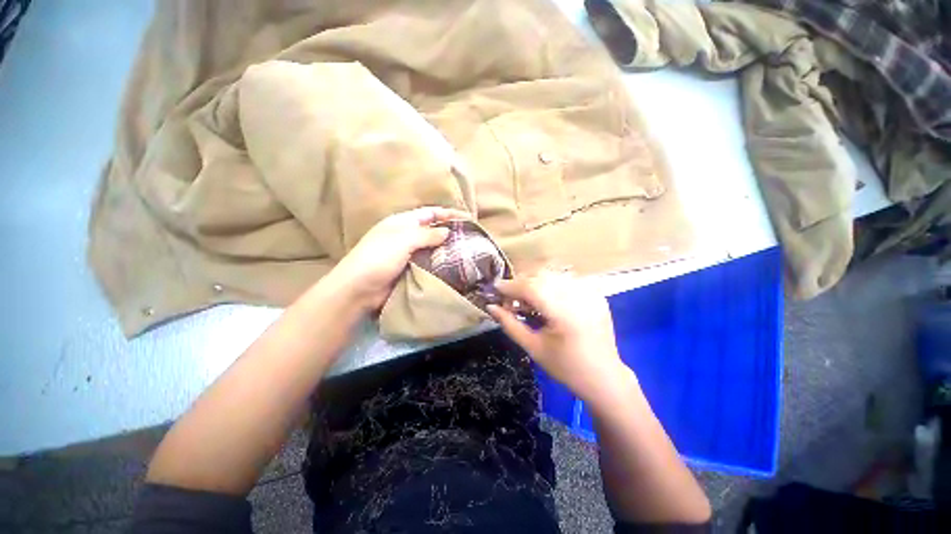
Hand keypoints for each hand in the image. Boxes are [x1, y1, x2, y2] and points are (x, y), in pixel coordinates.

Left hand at [329, 206, 469, 311]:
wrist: (358, 290)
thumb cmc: (378, 258)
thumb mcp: (403, 240)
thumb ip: (427, 234)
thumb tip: (447, 232)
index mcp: (402, 223)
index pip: (429, 213)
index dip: (448, 214)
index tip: (467, 219)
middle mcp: (406, 236)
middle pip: (432, 231)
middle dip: (450, 233)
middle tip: (471, 239)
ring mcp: (408, 255)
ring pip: (432, 249)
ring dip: (447, 251)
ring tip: (467, 254)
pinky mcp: (410, 270)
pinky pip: (429, 264)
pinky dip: (440, 265)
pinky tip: (454, 268)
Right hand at [487, 271, 632, 402]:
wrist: (604, 377)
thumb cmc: (565, 367)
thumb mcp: (533, 347)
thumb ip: (510, 324)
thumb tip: (490, 307)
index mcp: (564, 313)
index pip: (531, 288)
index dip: (510, 286)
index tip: (495, 288)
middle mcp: (580, 296)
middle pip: (542, 276)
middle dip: (521, 283)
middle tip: (510, 298)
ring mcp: (591, 292)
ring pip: (554, 274)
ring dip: (535, 281)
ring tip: (527, 299)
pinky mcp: (596, 293)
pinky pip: (567, 279)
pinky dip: (551, 283)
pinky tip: (547, 297)